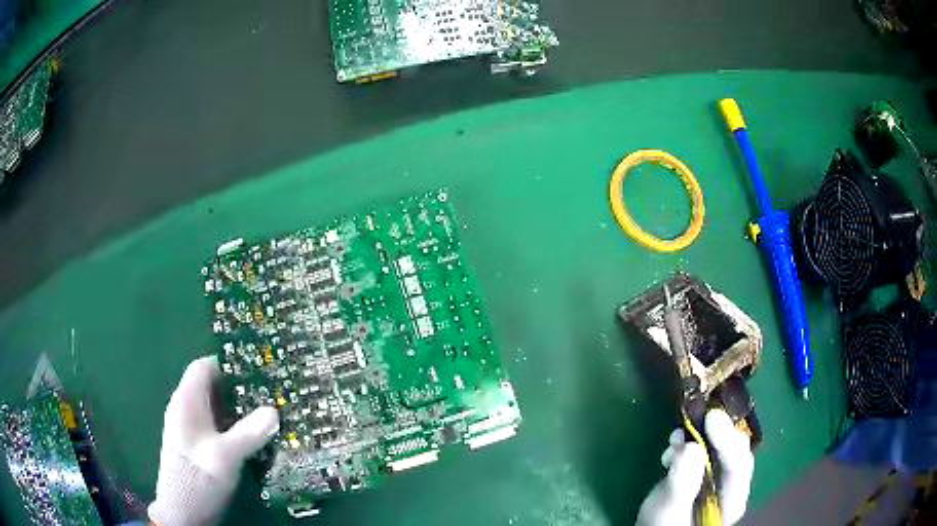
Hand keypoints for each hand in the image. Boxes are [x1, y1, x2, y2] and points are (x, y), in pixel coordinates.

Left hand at [148, 357, 278, 525]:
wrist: (183, 511)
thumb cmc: (198, 477)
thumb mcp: (226, 456)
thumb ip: (249, 433)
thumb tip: (274, 411)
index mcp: (186, 401)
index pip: (203, 368)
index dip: (227, 364)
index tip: (256, 369)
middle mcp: (186, 410)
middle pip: (212, 388)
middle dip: (239, 389)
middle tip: (270, 394)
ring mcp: (191, 430)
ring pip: (216, 409)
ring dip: (239, 410)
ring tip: (269, 414)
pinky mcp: (198, 447)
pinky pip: (218, 427)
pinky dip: (235, 427)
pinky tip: (254, 437)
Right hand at [636, 409, 753, 525]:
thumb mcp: (670, 510)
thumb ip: (682, 483)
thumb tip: (689, 447)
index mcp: (732, 499)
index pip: (739, 463)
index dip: (727, 439)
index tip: (712, 418)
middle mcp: (730, 483)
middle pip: (733, 450)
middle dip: (716, 434)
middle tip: (699, 417)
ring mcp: (717, 474)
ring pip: (718, 446)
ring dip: (699, 435)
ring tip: (677, 437)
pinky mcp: (701, 468)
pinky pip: (701, 447)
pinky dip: (688, 440)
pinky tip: (673, 444)